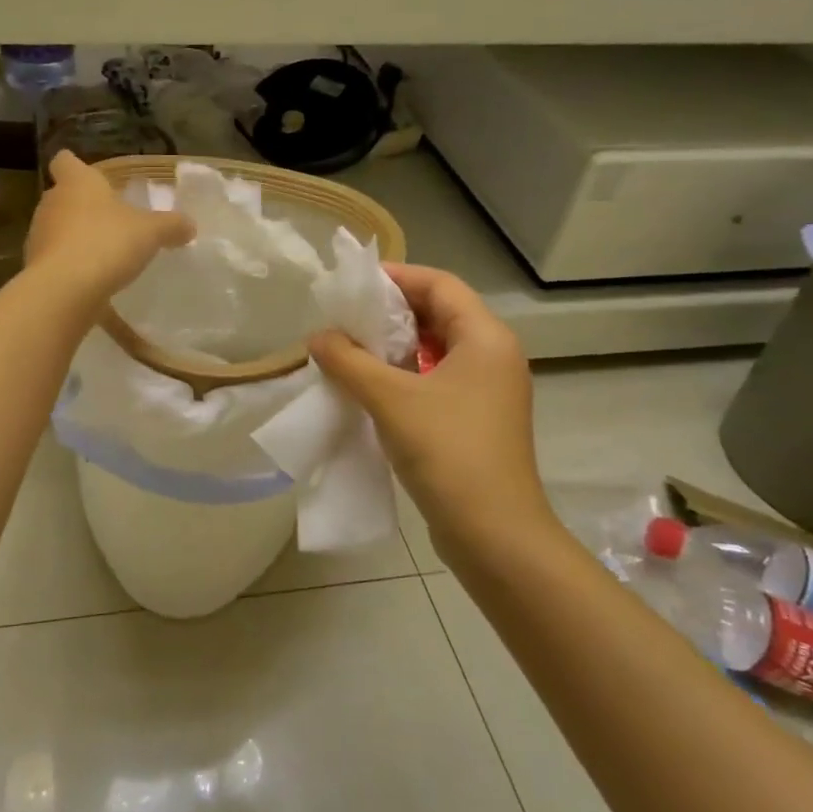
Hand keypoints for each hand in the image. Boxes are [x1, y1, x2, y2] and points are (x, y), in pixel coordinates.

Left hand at [24, 151, 193, 304]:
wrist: (65, 290)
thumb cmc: (107, 243)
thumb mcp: (151, 232)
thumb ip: (171, 226)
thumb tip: (190, 225)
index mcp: (77, 183)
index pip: (65, 161)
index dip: (75, 165)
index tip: (88, 175)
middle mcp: (52, 204)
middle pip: (62, 198)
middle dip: (82, 208)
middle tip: (109, 221)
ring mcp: (39, 236)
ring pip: (57, 231)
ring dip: (75, 240)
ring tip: (103, 257)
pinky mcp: (36, 268)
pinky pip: (57, 264)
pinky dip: (72, 271)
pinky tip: (93, 287)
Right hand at [309, 264, 552, 556]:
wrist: (494, 535)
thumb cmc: (448, 453)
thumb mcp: (390, 399)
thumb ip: (349, 361)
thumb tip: (318, 337)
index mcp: (486, 339)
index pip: (440, 284)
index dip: (396, 276)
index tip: (352, 283)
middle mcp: (493, 357)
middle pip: (439, 314)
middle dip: (391, 311)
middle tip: (344, 316)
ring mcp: (487, 391)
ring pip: (435, 350)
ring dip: (394, 346)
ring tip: (349, 348)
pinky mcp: (476, 420)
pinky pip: (436, 380)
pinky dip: (404, 375)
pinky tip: (369, 387)